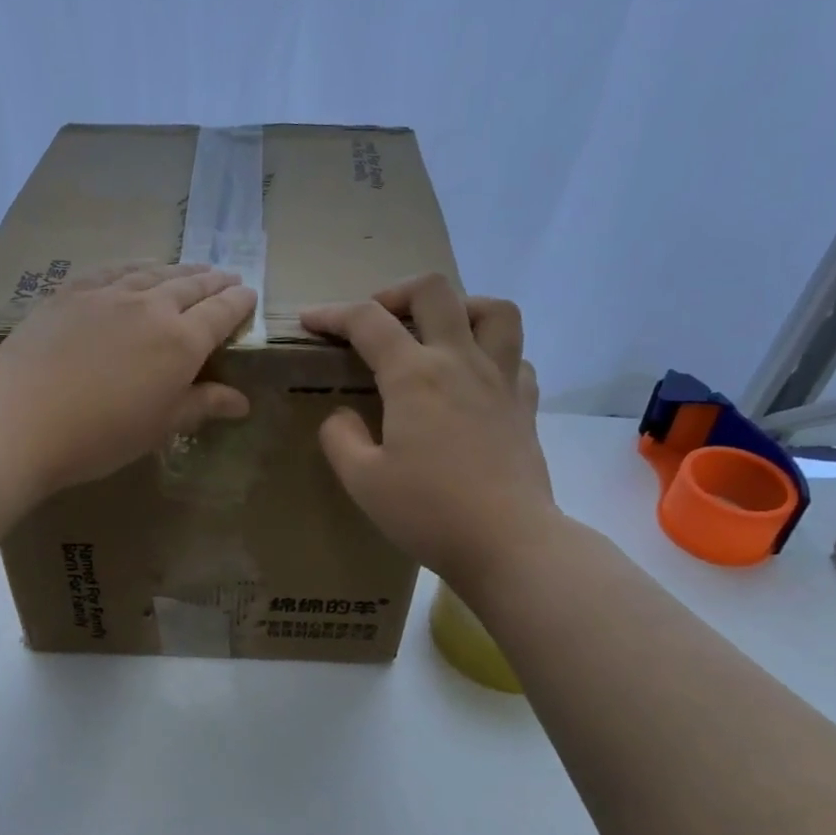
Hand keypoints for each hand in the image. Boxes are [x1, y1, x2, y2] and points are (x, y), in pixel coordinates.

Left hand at [0, 263, 256, 493]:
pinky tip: (136, 270)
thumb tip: (241, 402)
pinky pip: (113, 271)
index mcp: (181, 342)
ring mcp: (109, 294)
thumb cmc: (100, 435)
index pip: (220, 313)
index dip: (238, 302)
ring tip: (191, 270)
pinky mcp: (71, 293)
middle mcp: (151, 307)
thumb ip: (202, 405)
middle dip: (213, 281)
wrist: (20, 420)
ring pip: (154, 272)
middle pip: (191, 286)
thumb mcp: (160, 427)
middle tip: (227, 276)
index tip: (249, 294)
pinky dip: (135, 268)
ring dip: (179, 269)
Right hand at [301, 274, 558, 587]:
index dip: (332, 314)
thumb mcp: (362, 480)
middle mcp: (460, 361)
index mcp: (414, 376)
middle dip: (396, 293)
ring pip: (494, 310)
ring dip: (460, 306)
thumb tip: (342, 415)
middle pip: (435, 291)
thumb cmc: (429, 512)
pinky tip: (474, 377)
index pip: (367, 321)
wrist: (508, 543)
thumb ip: (341, 438)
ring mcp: (501, 379)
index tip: (310, 321)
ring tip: (438, 331)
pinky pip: (516, 356)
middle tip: (378, 319)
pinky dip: (493, 353)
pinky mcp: (525, 404)